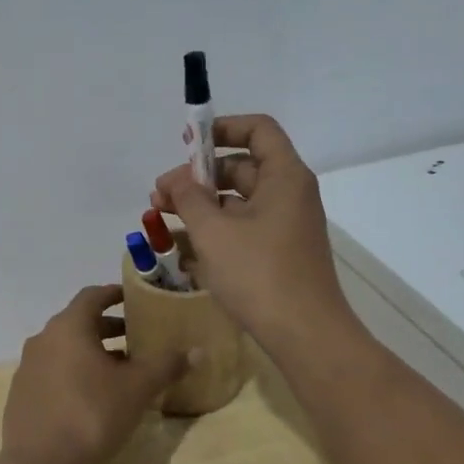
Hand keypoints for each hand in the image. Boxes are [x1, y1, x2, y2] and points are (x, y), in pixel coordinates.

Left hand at [0, 285, 188, 463]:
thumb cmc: (91, 415)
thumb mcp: (137, 389)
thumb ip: (166, 366)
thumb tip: (196, 351)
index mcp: (68, 327)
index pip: (92, 296)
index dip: (115, 294)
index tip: (134, 298)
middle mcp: (43, 340)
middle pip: (79, 323)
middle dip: (109, 328)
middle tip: (137, 339)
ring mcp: (28, 368)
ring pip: (66, 350)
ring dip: (93, 353)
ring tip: (122, 371)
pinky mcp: (22, 396)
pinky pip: (54, 372)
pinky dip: (75, 374)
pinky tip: (94, 398)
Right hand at [151, 114, 354, 352]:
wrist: (304, 334)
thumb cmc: (259, 274)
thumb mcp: (214, 232)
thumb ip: (190, 198)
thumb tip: (177, 180)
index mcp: (284, 177)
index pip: (257, 130)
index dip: (222, 128)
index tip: (187, 144)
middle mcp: (289, 195)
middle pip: (241, 168)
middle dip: (197, 178)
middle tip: (158, 197)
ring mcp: (285, 226)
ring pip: (238, 203)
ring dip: (201, 208)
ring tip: (161, 222)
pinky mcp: (279, 254)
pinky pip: (243, 230)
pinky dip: (215, 233)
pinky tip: (184, 250)